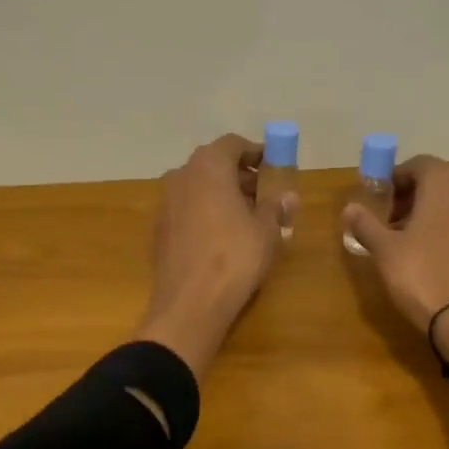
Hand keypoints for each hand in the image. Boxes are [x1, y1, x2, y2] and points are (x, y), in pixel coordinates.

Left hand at [135, 134, 295, 378]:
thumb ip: (275, 206)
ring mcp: (166, 202)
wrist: (190, 303)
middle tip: (266, 194)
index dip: (256, 153)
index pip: (233, 144)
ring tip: (250, 217)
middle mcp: (181, 175)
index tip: (275, 167)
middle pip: (214, 164)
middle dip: (241, 176)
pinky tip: (224, 236)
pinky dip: (207, 212)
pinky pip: (188, 209)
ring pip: (200, 187)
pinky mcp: (160, 229)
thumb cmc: (234, 256)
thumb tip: (288, 196)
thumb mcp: (265, 230)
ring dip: (223, 194)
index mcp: (208, 166)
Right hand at [341, 155, 448, 331]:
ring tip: (403, 239)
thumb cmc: (422, 273)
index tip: (377, 200)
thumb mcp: (385, 249)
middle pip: (436, 181)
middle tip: (387, 219)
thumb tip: (349, 208)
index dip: (394, 179)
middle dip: (409, 195)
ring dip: (426, 212)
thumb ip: (365, 224)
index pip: (417, 164)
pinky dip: (443, 228)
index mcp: (444, 182)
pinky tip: (426, 254)